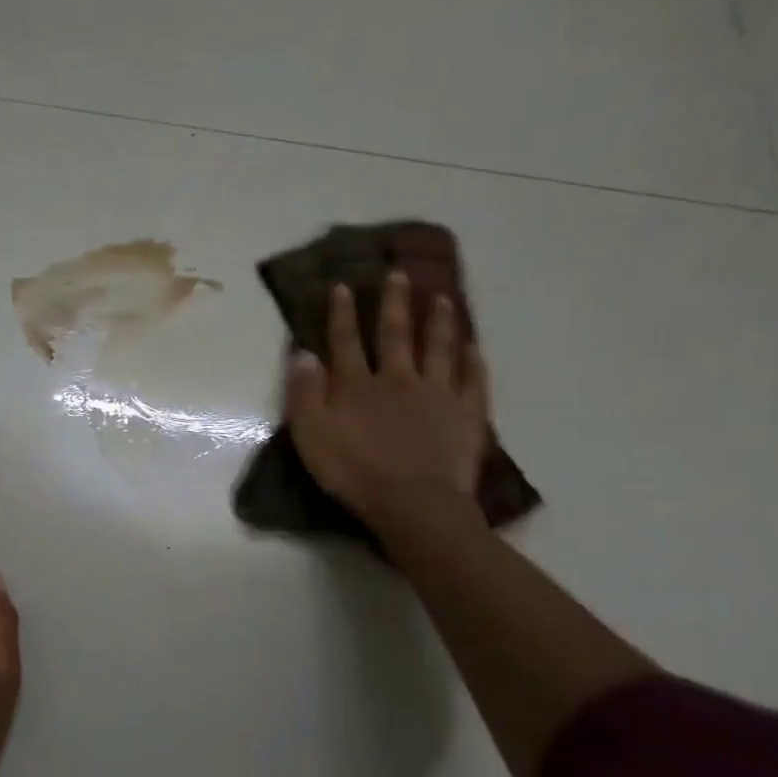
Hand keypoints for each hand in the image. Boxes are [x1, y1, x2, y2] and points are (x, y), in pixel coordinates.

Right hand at [285, 272, 489, 529]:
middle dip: (394, 303)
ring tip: (441, 296)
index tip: (343, 285)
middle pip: (396, 334)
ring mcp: (438, 393)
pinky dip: (473, 360)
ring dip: (438, 321)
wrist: (413, 502)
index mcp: (357, 385)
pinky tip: (473, 347)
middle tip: (399, 274)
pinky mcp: (467, 413)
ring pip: (438, 347)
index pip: (346, 341)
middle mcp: (398, 378)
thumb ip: (305, 394)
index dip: (342, 313)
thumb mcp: (311, 437)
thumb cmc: (353, 473)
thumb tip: (304, 354)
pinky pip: (472, 379)